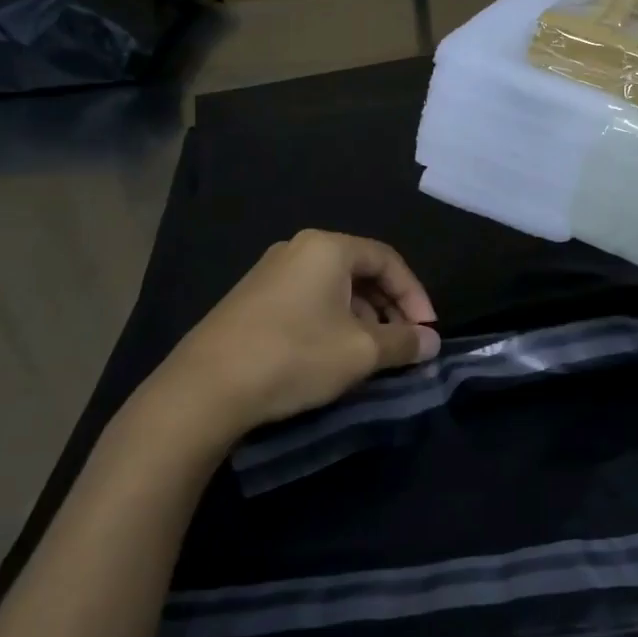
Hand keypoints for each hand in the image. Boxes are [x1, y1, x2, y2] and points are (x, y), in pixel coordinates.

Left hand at [142, 229, 440, 441]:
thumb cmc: (295, 356)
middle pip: (361, 271)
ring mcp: (270, 272)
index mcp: (328, 248)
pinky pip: (308, 300)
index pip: (388, 260)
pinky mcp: (251, 298)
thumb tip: (431, 342)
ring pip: (334, 288)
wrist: (206, 387)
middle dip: (389, 308)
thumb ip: (404, 343)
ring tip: (371, 354)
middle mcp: (299, 249)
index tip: (427, 331)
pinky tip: (332, 354)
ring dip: (362, 317)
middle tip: (403, 343)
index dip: (415, 295)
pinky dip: (332, 321)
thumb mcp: (361, 352)